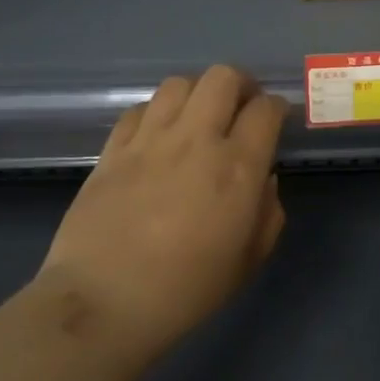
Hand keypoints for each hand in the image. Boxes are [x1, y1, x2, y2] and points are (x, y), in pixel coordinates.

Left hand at [37, 67, 287, 366]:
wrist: (103, 303)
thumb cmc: (186, 291)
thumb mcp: (248, 261)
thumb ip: (267, 214)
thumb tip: (263, 180)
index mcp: (238, 167)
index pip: (265, 109)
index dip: (276, 108)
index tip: (275, 119)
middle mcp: (196, 140)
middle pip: (223, 77)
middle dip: (240, 84)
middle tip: (241, 107)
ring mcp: (150, 140)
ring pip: (179, 84)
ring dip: (197, 93)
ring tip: (198, 117)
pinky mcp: (113, 149)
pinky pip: (140, 109)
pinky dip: (156, 113)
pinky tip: (157, 135)